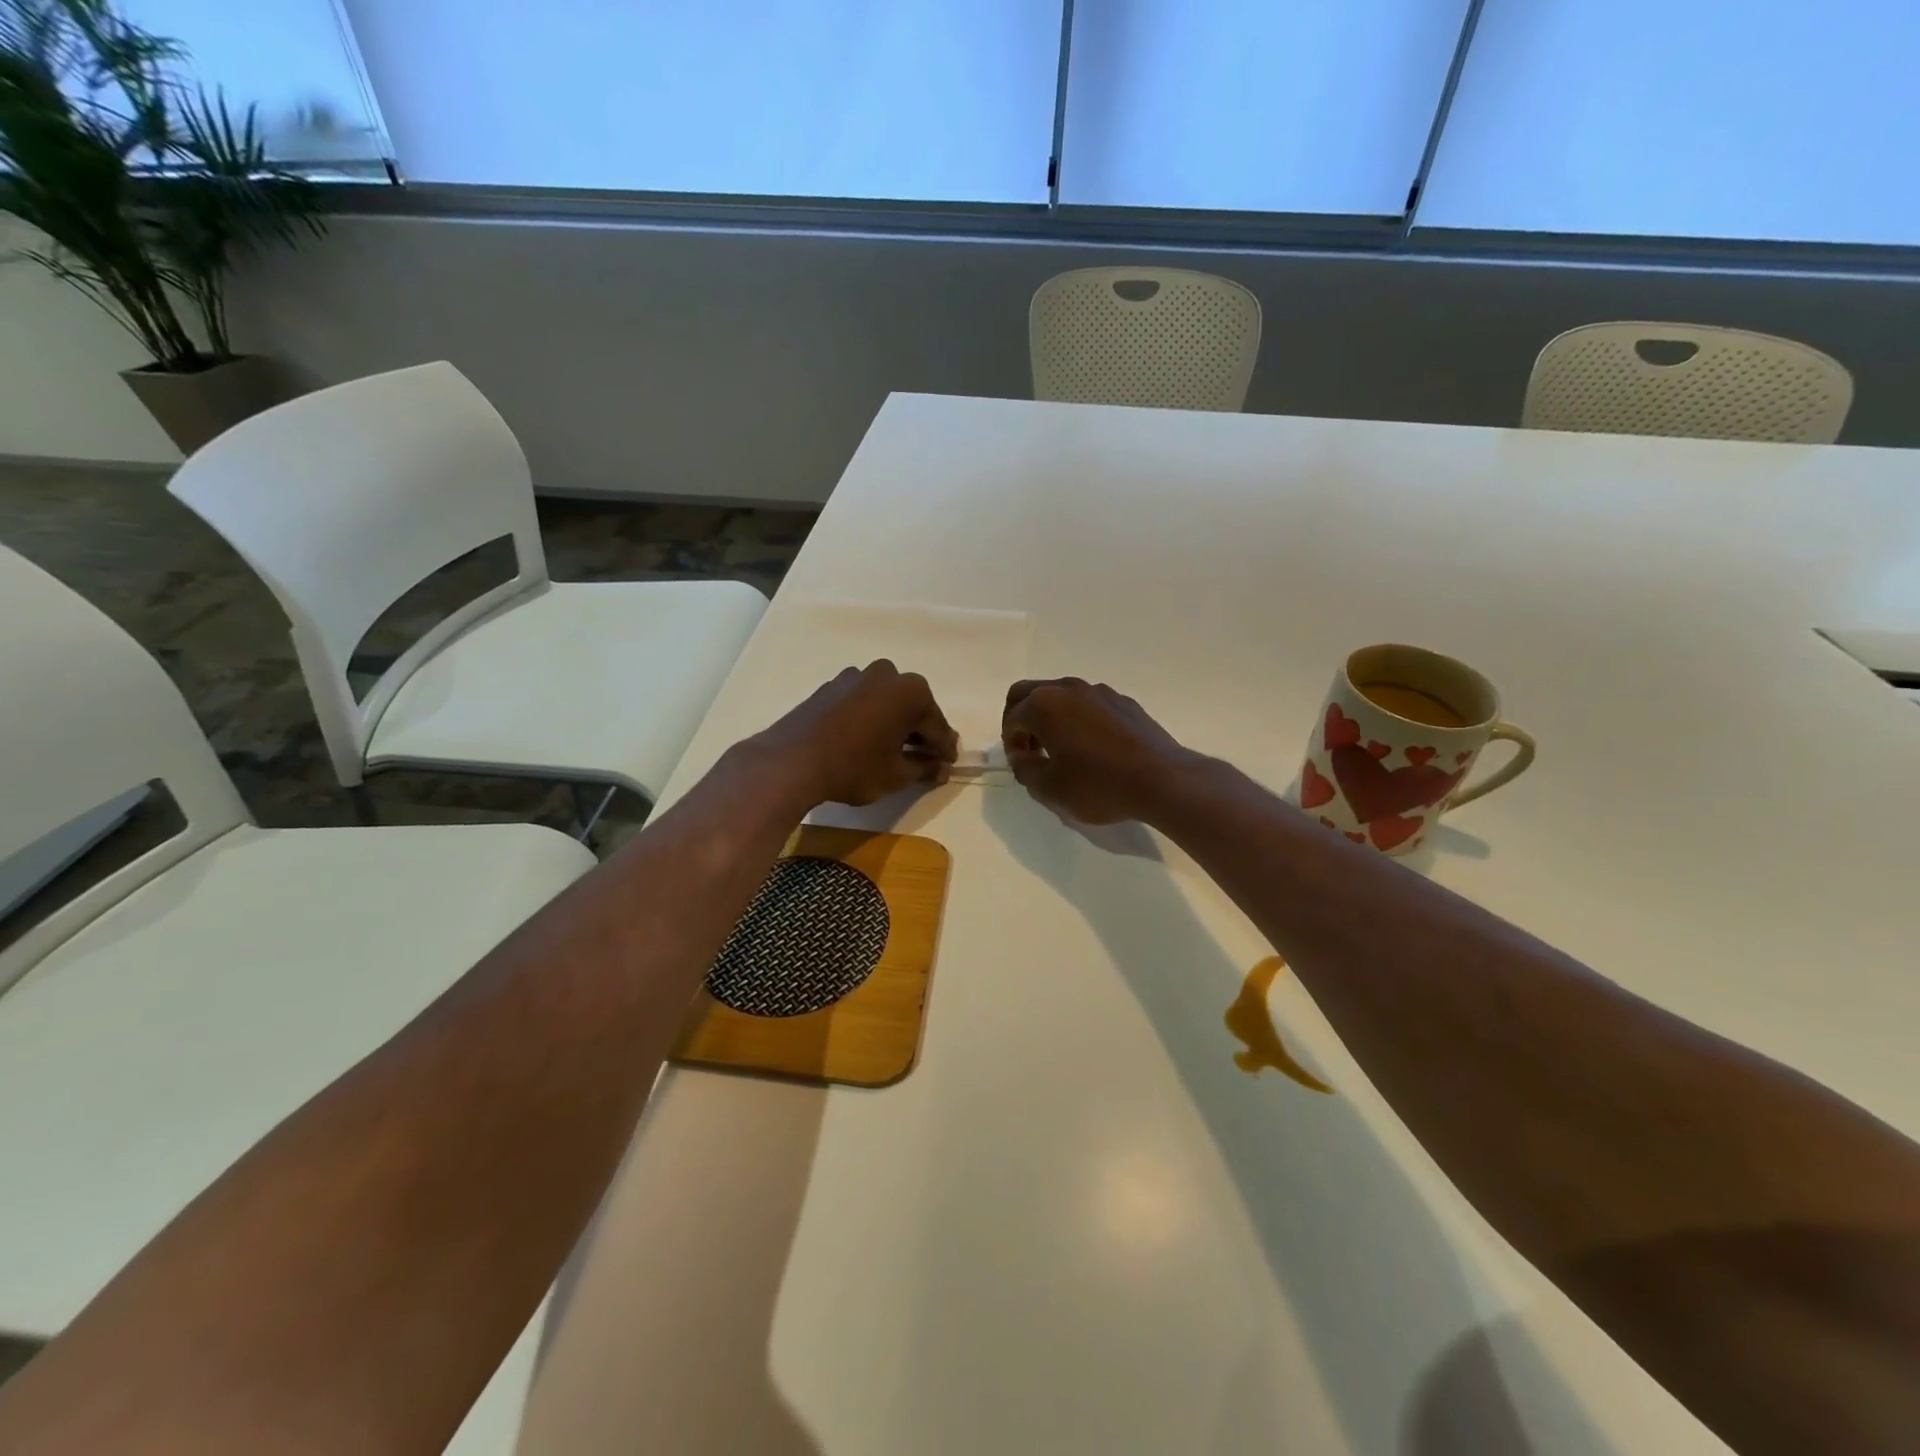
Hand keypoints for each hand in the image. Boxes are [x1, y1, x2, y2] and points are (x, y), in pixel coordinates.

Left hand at [753, 661, 957, 807]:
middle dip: (921, 733)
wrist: (790, 762)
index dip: (945, 749)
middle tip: (926, 758)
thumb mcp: (897, 775)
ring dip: (895, 723)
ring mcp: (856, 676)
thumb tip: (942, 768)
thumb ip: (925, 768)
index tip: (950, 763)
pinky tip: (866, 741)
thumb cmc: (854, 768)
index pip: (937, 726)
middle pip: (914, 708)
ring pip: (887, 703)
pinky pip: (863, 702)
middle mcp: (888, 674)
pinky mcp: (832, 686)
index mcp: (911, 692)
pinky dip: (871, 719)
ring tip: (894, 751)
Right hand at [1002, 678, 1197, 824]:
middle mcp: (1068, 688)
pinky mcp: (1124, 702)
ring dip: (1050, 718)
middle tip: (1029, 749)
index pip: (1012, 718)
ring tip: (1060, 751)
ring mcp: (1099, 692)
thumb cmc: (1098, 785)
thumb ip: (1024, 769)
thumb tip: (1021, 756)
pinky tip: (1092, 749)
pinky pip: (1089, 705)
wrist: (1161, 780)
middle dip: (1022, 719)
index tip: (1021, 766)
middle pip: (1029, 693)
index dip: (1010, 744)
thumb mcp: (1049, 788)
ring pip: (1061, 696)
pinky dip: (1078, 720)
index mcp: (1044, 704)